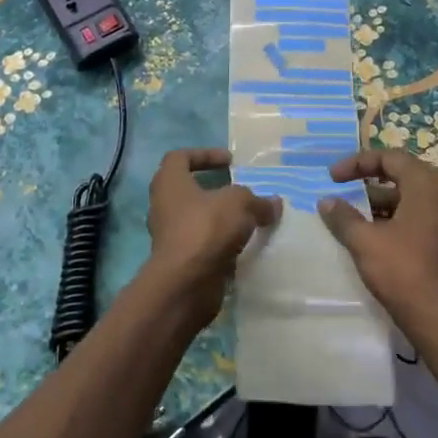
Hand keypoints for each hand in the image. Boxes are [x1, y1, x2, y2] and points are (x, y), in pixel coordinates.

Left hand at [142, 148, 280, 331]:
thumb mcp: (239, 203)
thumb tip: (274, 203)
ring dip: (219, 217)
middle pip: (188, 188)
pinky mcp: (180, 260)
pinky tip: (244, 244)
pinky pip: (202, 243)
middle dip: (214, 188)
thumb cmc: (206, 228)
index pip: (180, 157)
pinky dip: (220, 241)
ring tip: (248, 218)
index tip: (230, 161)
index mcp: (169, 182)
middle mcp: (164, 205)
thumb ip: (257, 200)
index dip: (205, 154)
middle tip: (239, 190)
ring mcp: (169, 234)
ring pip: (196, 218)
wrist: (186, 283)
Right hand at [318, 148, 437, 336]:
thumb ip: (343, 217)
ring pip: (408, 199)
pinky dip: (392, 218)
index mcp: (426, 186)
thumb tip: (327, 202)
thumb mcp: (364, 241)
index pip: (390, 157)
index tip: (332, 177)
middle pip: (401, 175)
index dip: (357, 162)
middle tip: (343, 187)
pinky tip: (372, 235)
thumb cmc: (402, 271)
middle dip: (368, 180)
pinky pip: (416, 217)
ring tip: (352, 215)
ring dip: (379, 202)